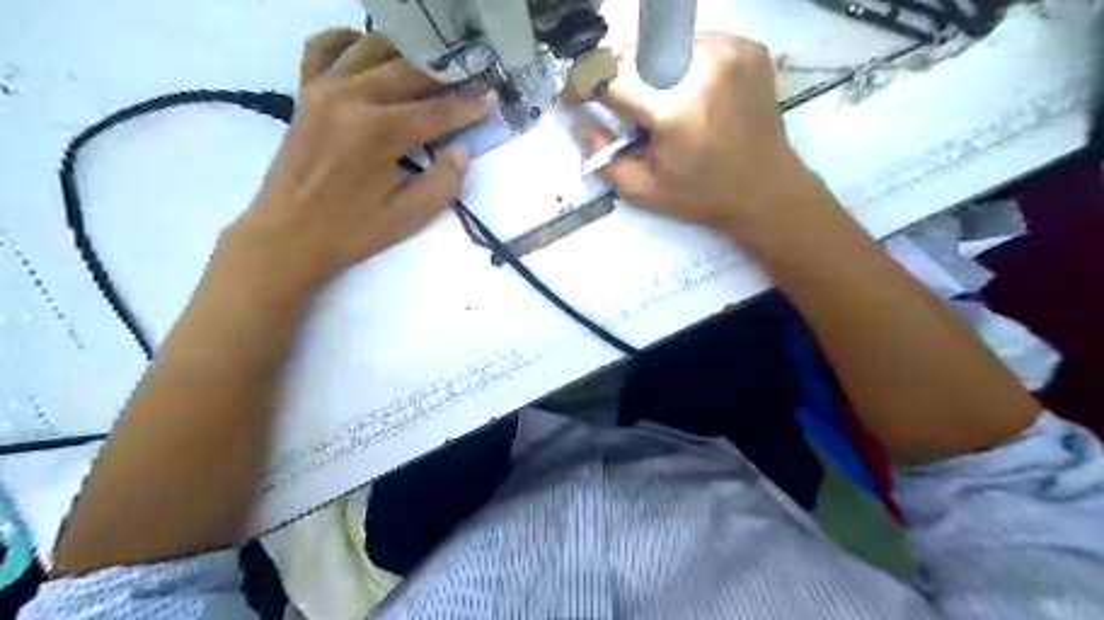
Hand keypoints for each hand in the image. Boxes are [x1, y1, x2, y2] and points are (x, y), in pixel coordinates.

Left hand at [224, 29, 493, 290]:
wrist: (287, 235)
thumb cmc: (351, 230)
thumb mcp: (409, 217)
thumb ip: (444, 182)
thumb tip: (462, 150)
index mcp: (378, 131)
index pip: (435, 111)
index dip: (468, 105)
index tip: (491, 96)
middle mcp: (351, 97)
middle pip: (408, 71)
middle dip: (445, 75)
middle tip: (469, 79)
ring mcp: (323, 88)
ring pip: (373, 49)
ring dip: (407, 55)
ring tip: (430, 69)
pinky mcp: (305, 92)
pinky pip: (324, 47)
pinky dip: (349, 41)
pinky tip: (370, 52)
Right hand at [587, 33, 828, 244]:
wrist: (766, 191)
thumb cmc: (702, 197)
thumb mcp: (643, 190)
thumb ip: (602, 156)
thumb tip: (577, 122)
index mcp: (674, 107)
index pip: (611, 74)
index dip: (585, 83)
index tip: (575, 98)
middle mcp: (702, 66)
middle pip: (636, 52)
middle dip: (617, 76)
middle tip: (619, 107)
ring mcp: (729, 50)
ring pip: (664, 44)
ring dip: (649, 70)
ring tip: (658, 104)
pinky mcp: (747, 47)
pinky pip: (695, 44)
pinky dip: (680, 65)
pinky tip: (688, 94)